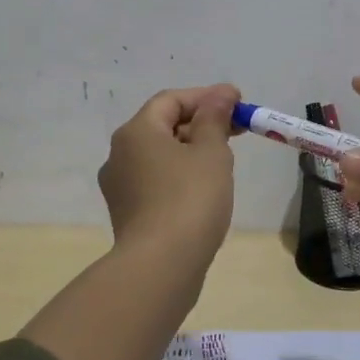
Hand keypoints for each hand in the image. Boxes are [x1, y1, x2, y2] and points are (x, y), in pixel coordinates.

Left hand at [98, 83, 239, 260]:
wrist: (161, 266)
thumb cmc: (190, 199)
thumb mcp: (211, 152)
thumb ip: (216, 119)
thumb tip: (221, 94)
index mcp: (136, 132)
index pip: (171, 100)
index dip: (207, 97)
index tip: (239, 103)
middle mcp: (120, 154)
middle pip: (163, 126)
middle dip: (201, 123)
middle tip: (237, 130)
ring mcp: (120, 187)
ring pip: (160, 155)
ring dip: (192, 150)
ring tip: (224, 160)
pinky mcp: (128, 213)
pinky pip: (157, 181)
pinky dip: (181, 175)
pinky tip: (204, 189)